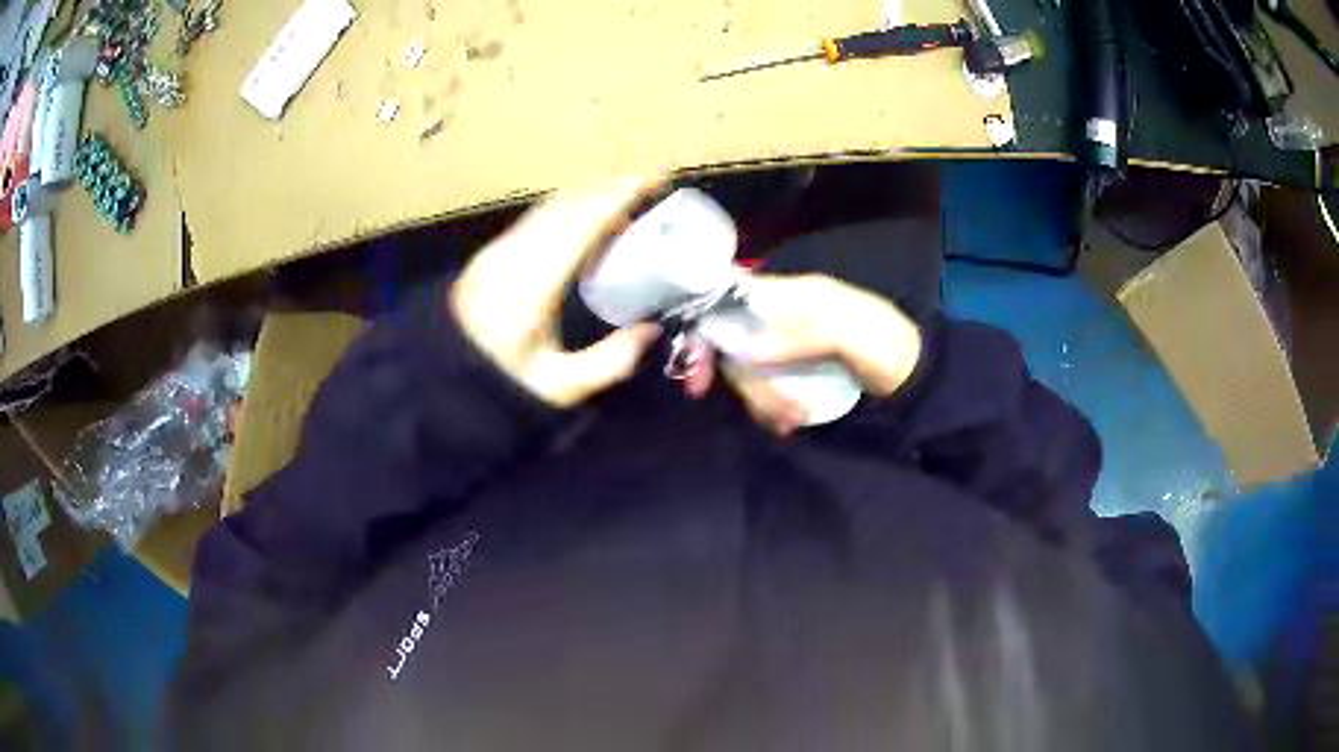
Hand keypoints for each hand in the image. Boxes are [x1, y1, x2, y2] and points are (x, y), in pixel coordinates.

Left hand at [451, 177, 662, 407]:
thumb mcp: (560, 387)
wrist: (442, 381)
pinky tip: (586, 218)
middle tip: (649, 183)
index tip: (651, 181)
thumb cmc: (501, 385)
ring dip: (588, 195)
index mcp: (532, 286)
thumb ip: (609, 362)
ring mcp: (497, 251)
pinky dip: (568, 208)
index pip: (580, 226)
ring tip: (625, 195)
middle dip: (609, 188)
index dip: (616, 199)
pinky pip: (537, 217)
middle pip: (566, 206)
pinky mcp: (490, 254)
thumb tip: (651, 330)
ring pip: (549, 207)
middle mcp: (513, 256)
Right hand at [684, 274, 921, 434]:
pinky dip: (770, 409)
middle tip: (773, 414)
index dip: (709, 322)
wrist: (918, 379)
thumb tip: (745, 349)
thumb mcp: (855, 334)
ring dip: (762, 400)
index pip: (735, 295)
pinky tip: (790, 422)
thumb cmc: (890, 346)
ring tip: (792, 420)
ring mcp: (786, 348)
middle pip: (735, 342)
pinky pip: (763, 390)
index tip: (699, 365)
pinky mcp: (793, 375)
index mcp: (796, 294)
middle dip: (746, 381)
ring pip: (747, 371)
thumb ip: (803, 335)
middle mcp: (783, 317)